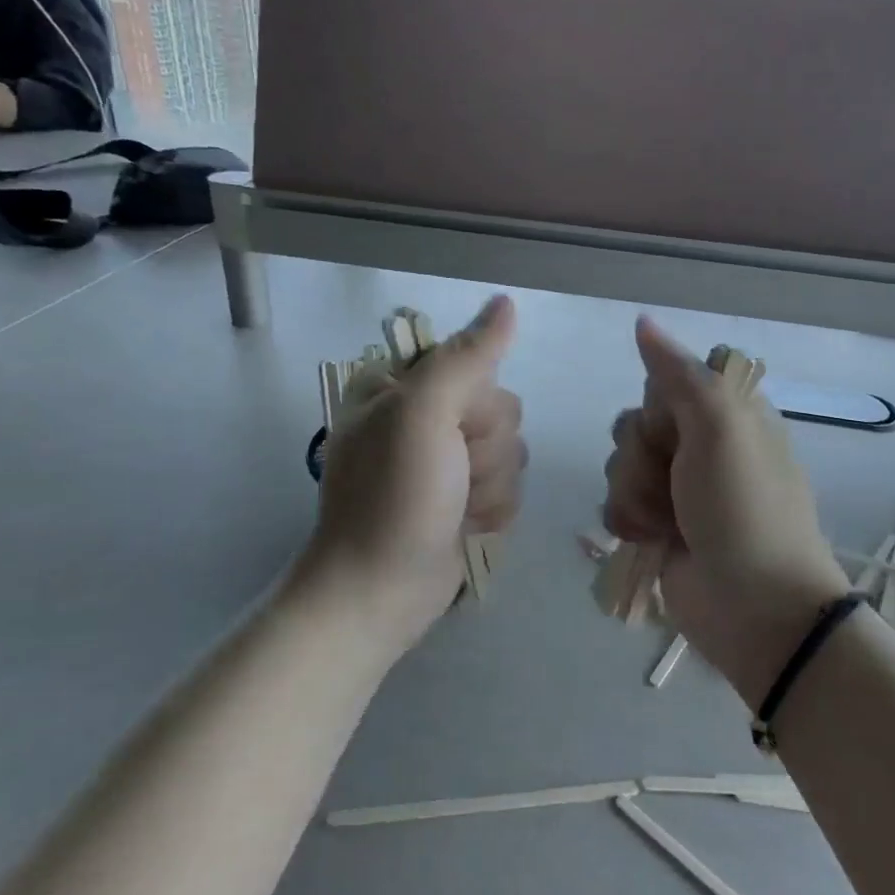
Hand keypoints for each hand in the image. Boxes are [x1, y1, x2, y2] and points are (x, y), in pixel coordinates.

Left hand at [300, 296, 525, 656]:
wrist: (381, 591)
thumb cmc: (394, 498)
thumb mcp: (422, 416)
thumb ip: (467, 357)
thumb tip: (505, 303)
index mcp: (402, 387)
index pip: (475, 365)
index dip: (474, 402)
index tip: (451, 430)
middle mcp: (425, 417)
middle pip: (501, 408)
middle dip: (486, 450)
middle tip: (451, 477)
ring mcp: (446, 461)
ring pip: (513, 449)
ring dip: (492, 485)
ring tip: (456, 509)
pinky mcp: (465, 498)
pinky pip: (510, 485)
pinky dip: (494, 510)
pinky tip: (465, 527)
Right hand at [603, 317, 851, 707]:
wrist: (754, 606)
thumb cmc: (744, 507)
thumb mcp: (721, 427)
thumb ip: (678, 373)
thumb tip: (642, 320)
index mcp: (728, 415)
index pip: (667, 382)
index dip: (661, 404)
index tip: (676, 425)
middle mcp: (701, 447)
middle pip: (636, 422)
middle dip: (642, 453)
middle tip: (675, 478)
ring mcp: (677, 489)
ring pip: (619, 463)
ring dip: (635, 492)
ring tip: (666, 521)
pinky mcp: (656, 526)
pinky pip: (615, 503)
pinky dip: (629, 521)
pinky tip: (651, 539)